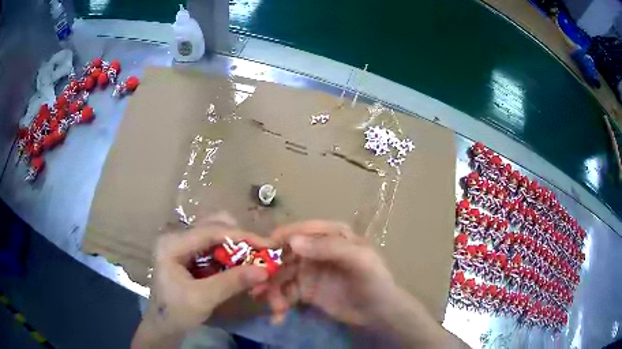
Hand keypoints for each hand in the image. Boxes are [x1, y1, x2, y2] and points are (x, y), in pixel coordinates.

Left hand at [131, 214, 270, 348]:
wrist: (163, 325)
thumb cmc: (176, 312)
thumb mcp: (203, 299)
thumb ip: (231, 282)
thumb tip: (264, 270)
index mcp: (172, 244)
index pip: (210, 231)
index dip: (241, 236)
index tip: (268, 244)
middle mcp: (176, 237)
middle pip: (213, 226)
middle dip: (239, 238)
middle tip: (261, 252)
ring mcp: (182, 245)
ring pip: (215, 235)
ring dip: (236, 246)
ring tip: (254, 259)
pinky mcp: (189, 254)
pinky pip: (213, 247)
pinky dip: (230, 254)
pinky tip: (240, 266)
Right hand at [263, 220, 398, 326]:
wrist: (378, 313)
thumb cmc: (374, 281)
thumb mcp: (359, 260)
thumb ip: (329, 248)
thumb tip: (292, 241)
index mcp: (330, 235)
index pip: (301, 230)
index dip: (281, 238)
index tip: (262, 251)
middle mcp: (315, 250)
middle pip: (285, 254)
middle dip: (270, 270)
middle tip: (259, 287)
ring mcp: (307, 271)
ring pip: (281, 275)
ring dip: (272, 290)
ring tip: (274, 307)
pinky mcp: (304, 290)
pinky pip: (285, 293)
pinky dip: (278, 303)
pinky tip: (278, 316)